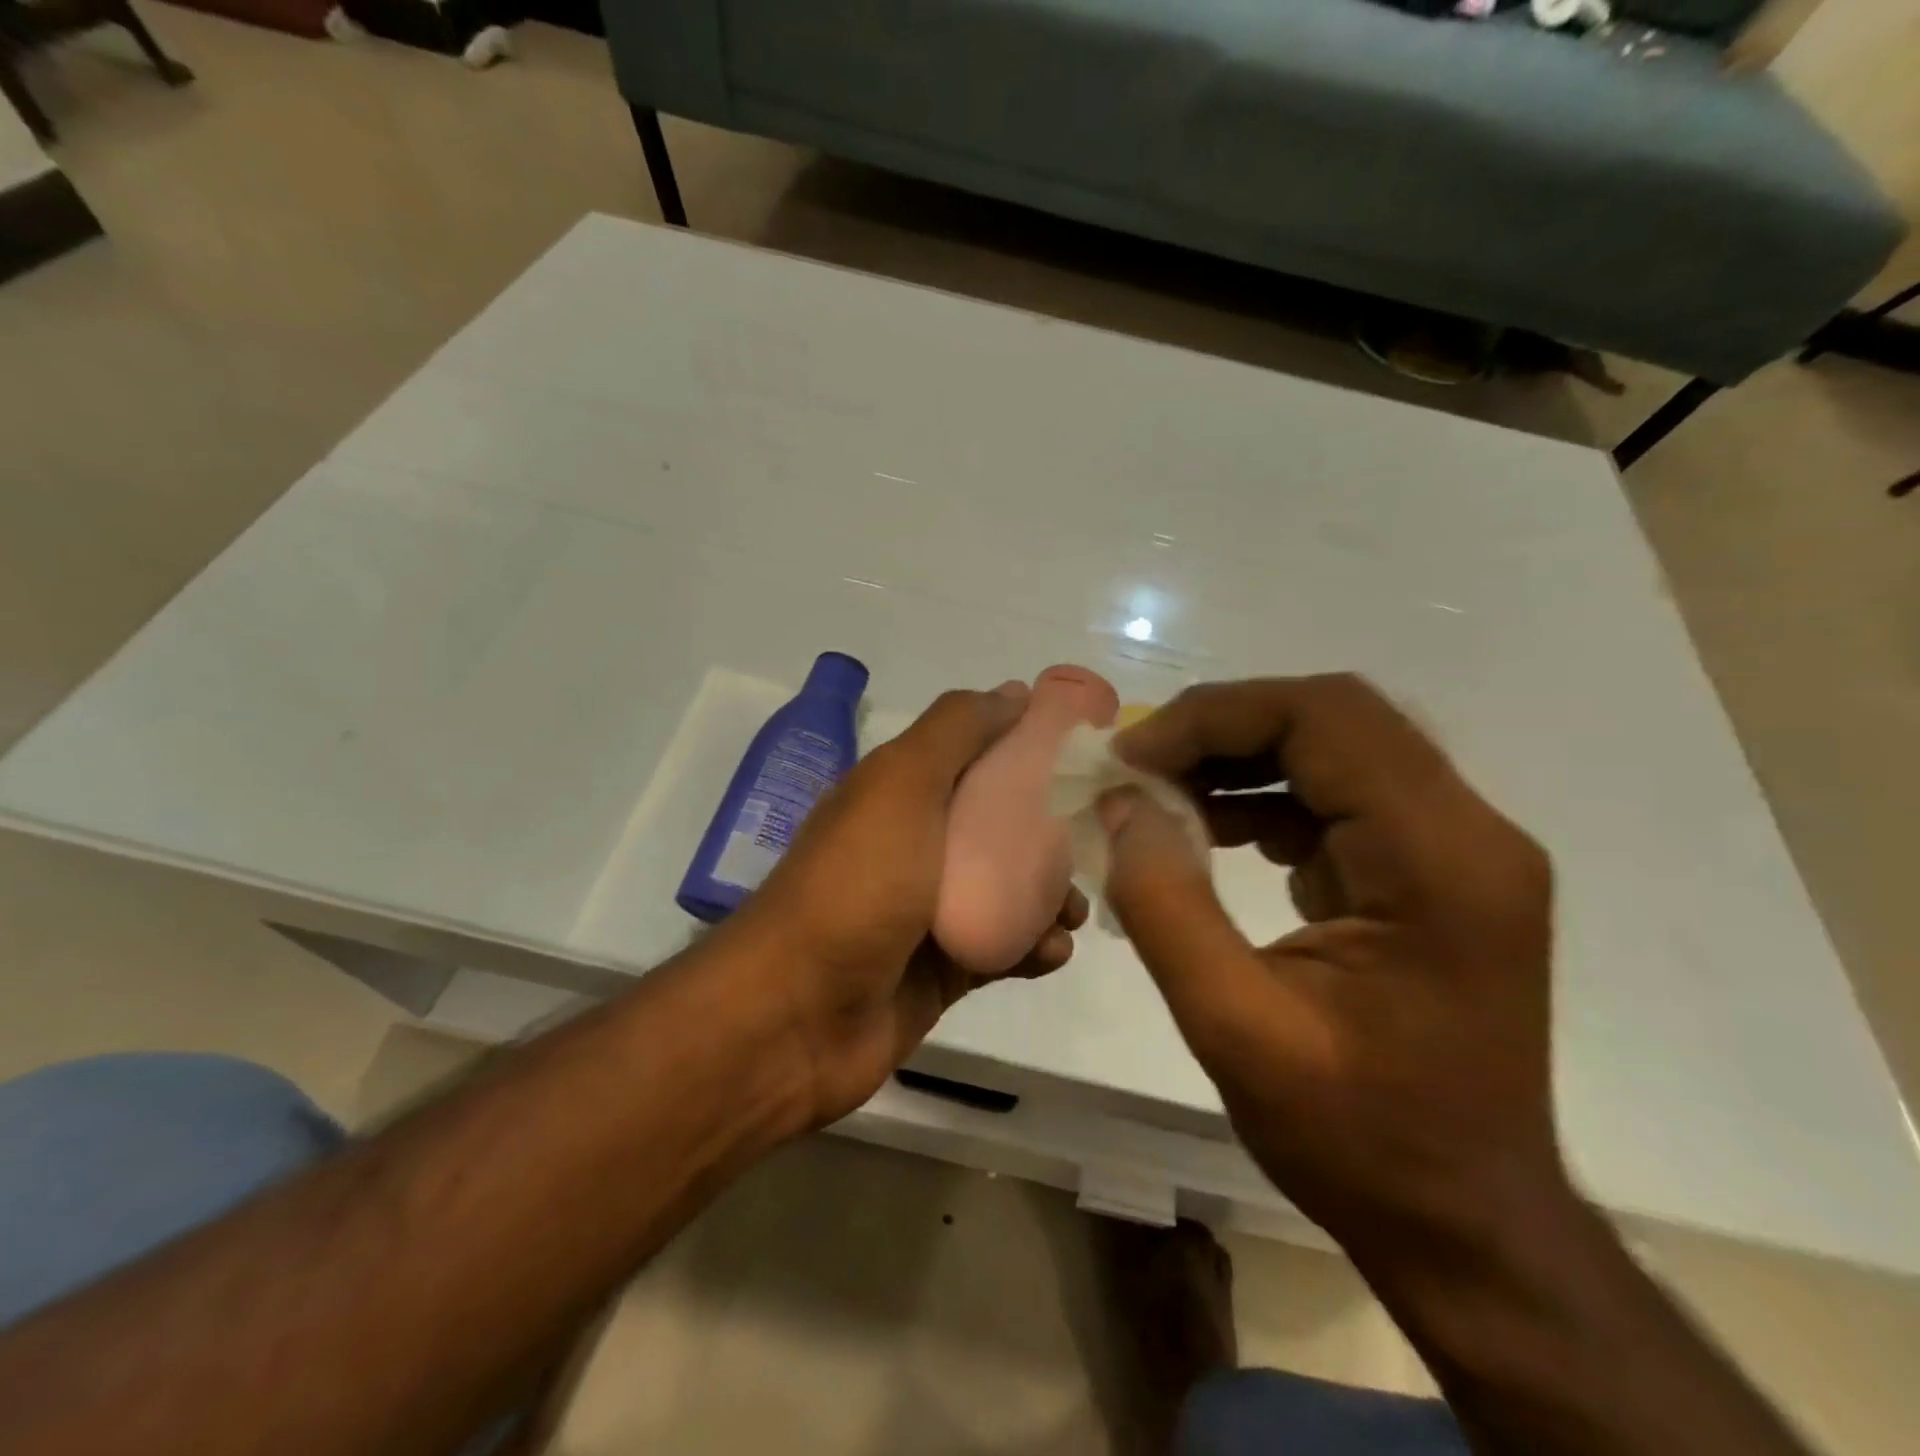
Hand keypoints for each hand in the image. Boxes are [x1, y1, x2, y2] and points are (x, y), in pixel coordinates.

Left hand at [729, 684, 1087, 1128]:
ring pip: (1010, 890)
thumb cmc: (856, 885)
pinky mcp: (944, 970)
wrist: (798, 1016)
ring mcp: (929, 910)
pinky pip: (1004, 948)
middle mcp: (916, 845)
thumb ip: (956, 731)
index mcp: (901, 793)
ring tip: (1072, 913)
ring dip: (1051, 896)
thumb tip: (1016, 691)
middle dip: (1051, 832)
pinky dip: (1034, 948)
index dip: (1028, 748)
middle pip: (1001, 825)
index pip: (977, 755)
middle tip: (1090, 845)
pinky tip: (1050, 954)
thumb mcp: (901, 785)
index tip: (1083, 754)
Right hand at [1101, 675, 1563, 1264]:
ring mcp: (1457, 849)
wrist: (1468, 1223)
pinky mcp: (1430, 870)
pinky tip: (1207, 829)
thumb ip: (1165, 904)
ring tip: (1159, 793)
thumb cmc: (1361, 1140)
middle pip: (1335, 717)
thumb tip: (1121, 804)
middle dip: (1222, 727)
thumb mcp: (1235, 1028)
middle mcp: (1468, 832)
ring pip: (1335, 747)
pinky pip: (1339, 795)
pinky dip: (1264, 795)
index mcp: (1440, 860)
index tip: (1131, 757)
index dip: (1215, 717)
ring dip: (1239, 756)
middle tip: (1139, 765)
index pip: (1326, 718)